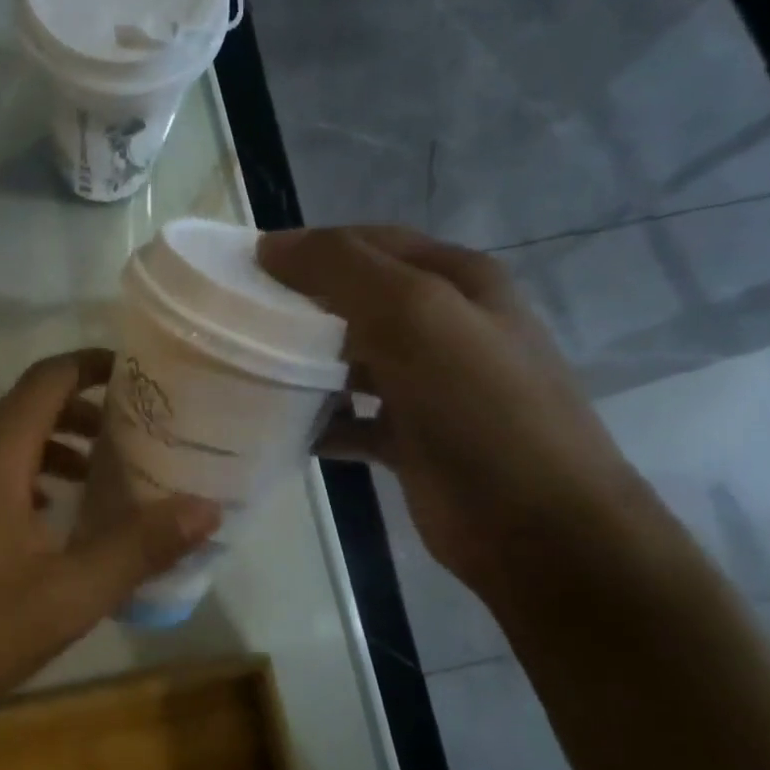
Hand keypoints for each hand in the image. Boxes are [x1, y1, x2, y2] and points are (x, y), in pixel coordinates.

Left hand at [0, 349, 220, 739]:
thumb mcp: (68, 595)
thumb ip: (138, 547)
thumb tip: (206, 508)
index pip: (48, 379)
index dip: (95, 366)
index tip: (140, 376)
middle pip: (27, 407)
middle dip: (84, 413)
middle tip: (136, 435)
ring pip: (3, 443)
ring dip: (54, 449)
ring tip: (101, 478)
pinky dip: (24, 478)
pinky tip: (47, 522)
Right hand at [258, 226, 639, 599]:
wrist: (535, 526)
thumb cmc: (478, 407)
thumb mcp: (415, 316)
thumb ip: (344, 270)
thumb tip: (272, 246)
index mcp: (454, 281)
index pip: (368, 244)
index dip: (307, 249)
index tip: (243, 272)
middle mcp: (442, 327)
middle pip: (354, 302)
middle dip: (297, 309)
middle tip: (235, 324)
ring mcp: (426, 387)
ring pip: (348, 362)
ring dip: (301, 366)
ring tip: (246, 373)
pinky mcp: (408, 439)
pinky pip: (349, 419)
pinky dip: (316, 421)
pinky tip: (277, 430)